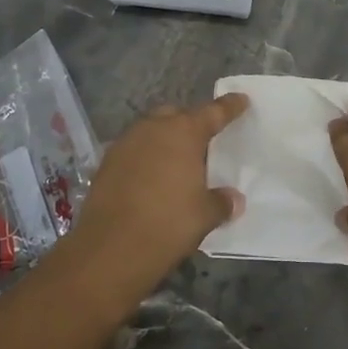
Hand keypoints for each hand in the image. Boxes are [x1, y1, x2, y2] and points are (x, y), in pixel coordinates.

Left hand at [62, 93, 249, 298]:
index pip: (213, 112)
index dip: (229, 107)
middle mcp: (153, 129)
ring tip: (177, 161)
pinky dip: (146, 157)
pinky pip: (134, 149)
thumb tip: (234, 199)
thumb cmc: (167, 224)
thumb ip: (221, 202)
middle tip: (204, 140)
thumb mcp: (204, 215)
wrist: (110, 248)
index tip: (241, 100)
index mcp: (183, 133)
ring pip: (151, 130)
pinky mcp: (106, 162)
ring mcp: (126, 143)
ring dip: (165, 139)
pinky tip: (151, 178)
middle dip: (191, 122)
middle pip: (177, 115)